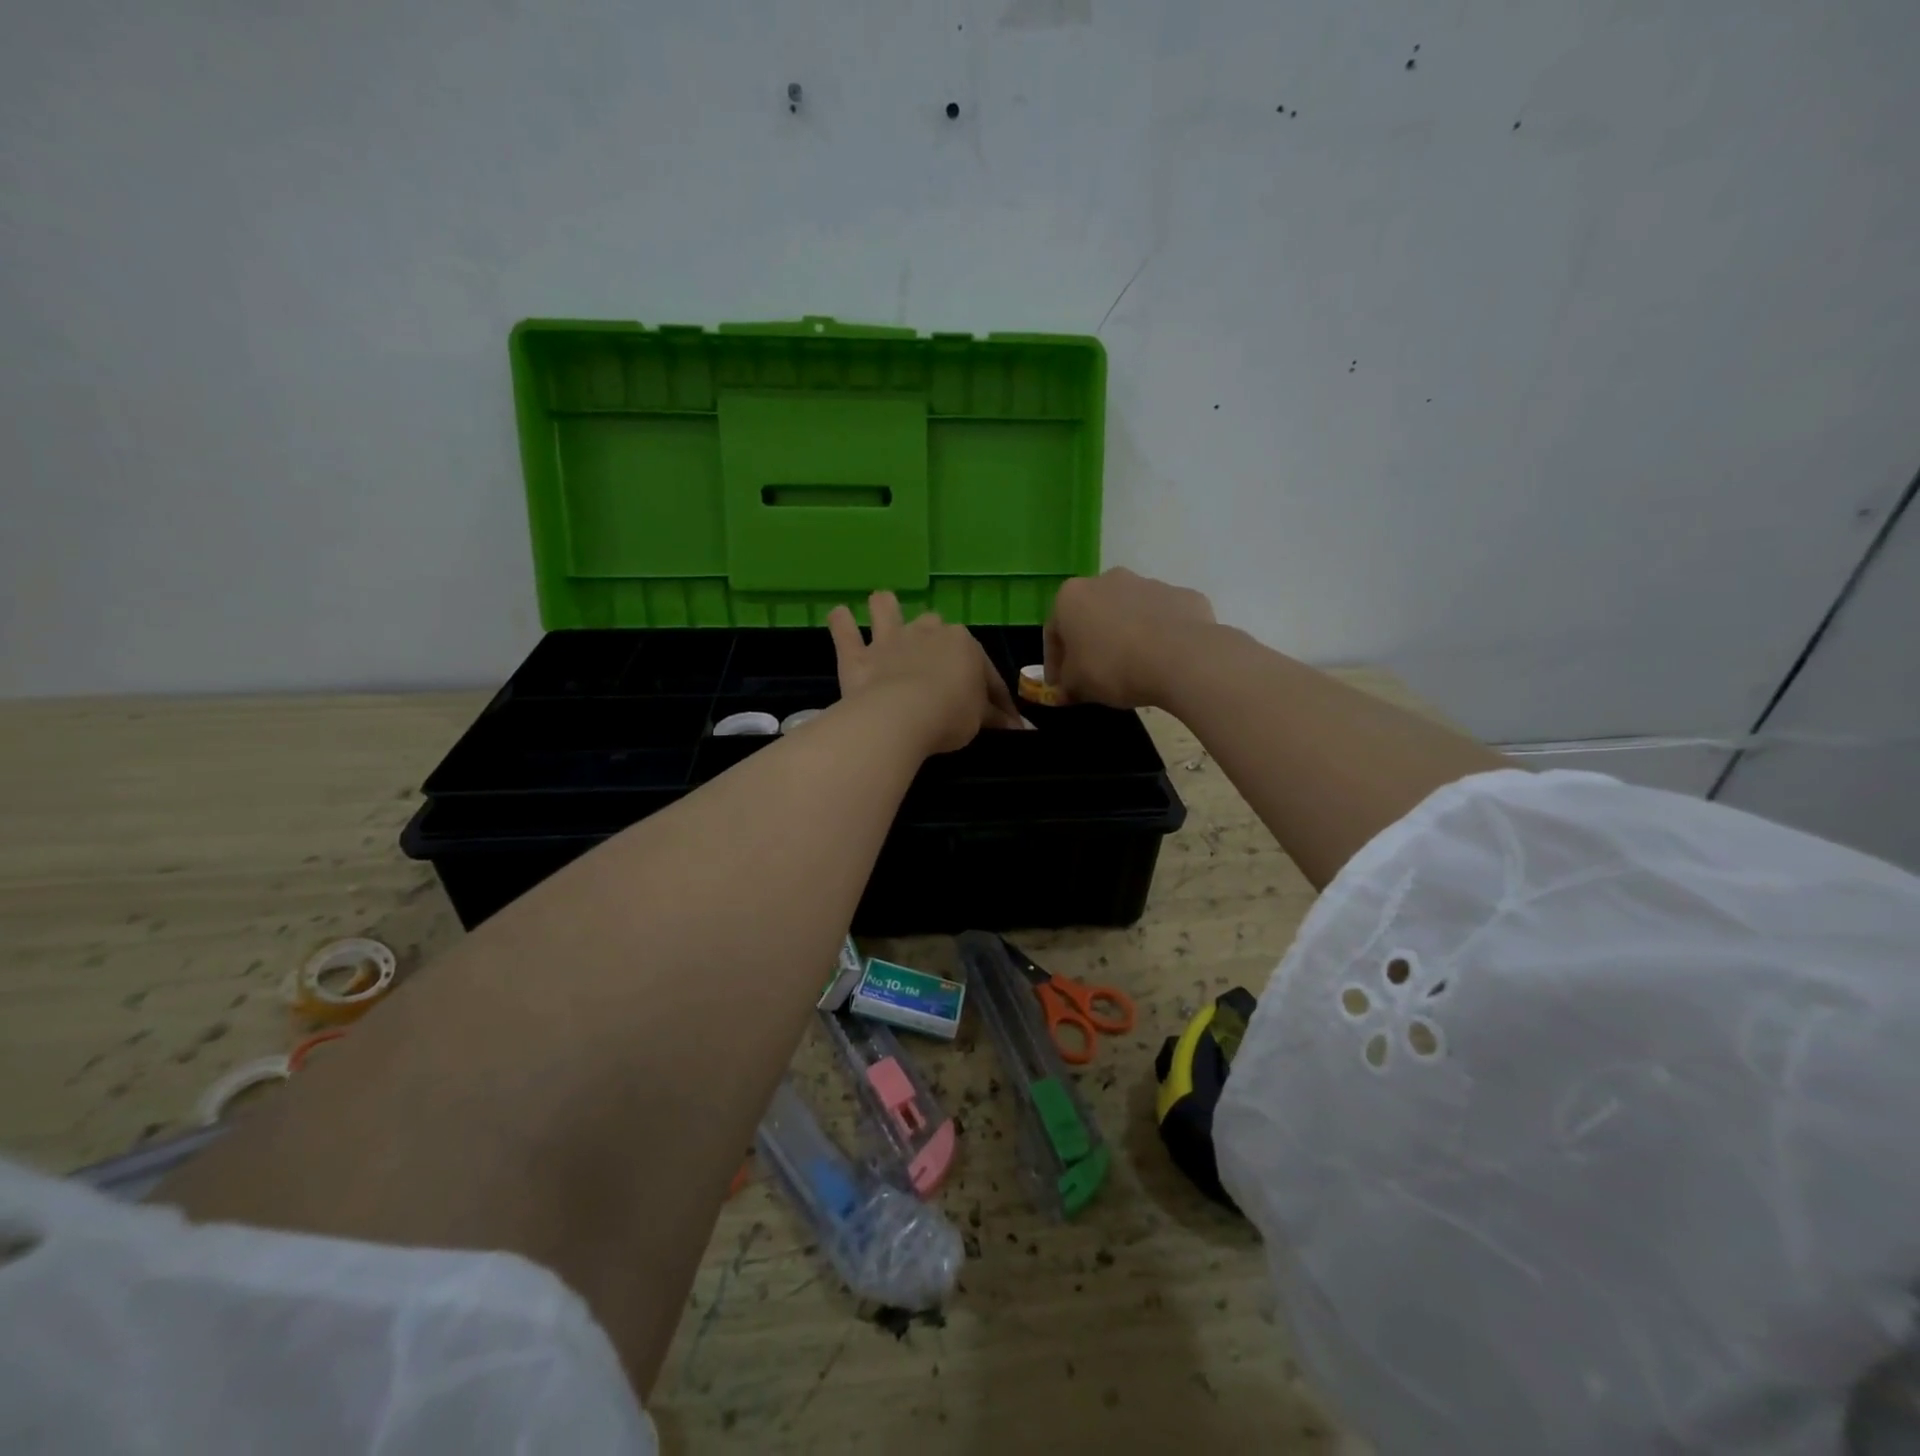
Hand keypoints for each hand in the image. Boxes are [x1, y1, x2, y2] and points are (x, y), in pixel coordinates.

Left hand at [828, 592, 1027, 755]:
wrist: (902, 715)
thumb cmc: (950, 714)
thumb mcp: (980, 720)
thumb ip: (992, 717)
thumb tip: (1013, 727)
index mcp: (964, 644)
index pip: (984, 669)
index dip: (993, 695)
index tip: (1000, 719)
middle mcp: (927, 632)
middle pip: (935, 626)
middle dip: (935, 639)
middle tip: (936, 665)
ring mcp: (889, 640)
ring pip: (886, 608)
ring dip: (885, 609)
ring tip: (884, 612)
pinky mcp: (857, 656)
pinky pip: (844, 630)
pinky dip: (841, 623)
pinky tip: (839, 616)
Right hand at [1043, 568, 1216, 707]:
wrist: (1181, 658)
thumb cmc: (1114, 668)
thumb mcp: (1078, 685)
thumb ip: (1066, 684)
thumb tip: (1067, 687)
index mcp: (1072, 596)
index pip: (1053, 631)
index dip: (1054, 662)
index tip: (1061, 685)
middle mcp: (1107, 580)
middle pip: (1092, 614)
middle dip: (1090, 642)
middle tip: (1094, 673)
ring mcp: (1148, 584)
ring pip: (1128, 612)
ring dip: (1125, 635)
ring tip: (1133, 667)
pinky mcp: (1182, 595)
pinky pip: (1162, 618)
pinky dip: (1159, 635)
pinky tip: (1163, 660)